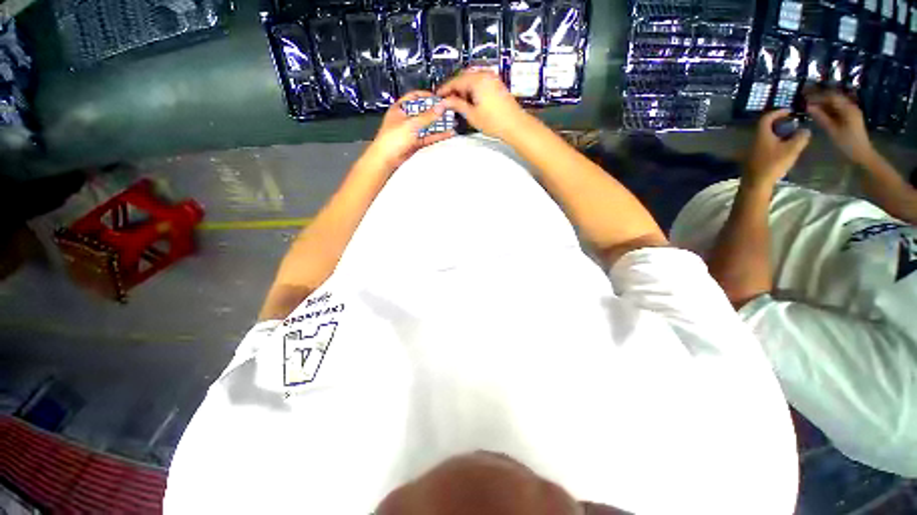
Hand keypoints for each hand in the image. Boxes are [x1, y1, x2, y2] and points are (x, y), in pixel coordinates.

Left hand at [365, 91, 454, 172]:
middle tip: (449, 111)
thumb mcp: (411, 124)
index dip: (427, 97)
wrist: (386, 159)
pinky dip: (438, 136)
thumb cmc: (392, 139)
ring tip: (452, 123)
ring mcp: (411, 131)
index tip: (440, 99)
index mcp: (400, 108)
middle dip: (436, 112)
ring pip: (428, 125)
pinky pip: (429, 137)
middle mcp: (406, 119)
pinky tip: (448, 134)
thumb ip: (427, 116)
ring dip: (439, 124)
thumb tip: (440, 107)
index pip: (415, 97)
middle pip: (424, 112)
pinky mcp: (416, 143)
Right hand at [436, 70, 528, 139]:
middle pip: (463, 78)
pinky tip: (470, 101)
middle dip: (454, 89)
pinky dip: (472, 90)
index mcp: (477, 79)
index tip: (438, 96)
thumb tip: (444, 102)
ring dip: (463, 89)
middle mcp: (485, 74)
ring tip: (457, 103)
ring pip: (471, 80)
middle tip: (446, 101)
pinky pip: (480, 82)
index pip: (455, 81)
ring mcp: (492, 78)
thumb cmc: (494, 121)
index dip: (445, 89)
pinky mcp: (496, 84)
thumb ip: (456, 105)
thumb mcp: (471, 114)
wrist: (515, 125)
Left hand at [744, 109, 810, 186]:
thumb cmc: (773, 164)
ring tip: (790, 136)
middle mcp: (754, 140)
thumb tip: (805, 130)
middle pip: (765, 127)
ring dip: (777, 134)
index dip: (777, 112)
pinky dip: (773, 143)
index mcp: (761, 135)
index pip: (767, 118)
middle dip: (779, 123)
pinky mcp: (753, 159)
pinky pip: (764, 146)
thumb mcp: (792, 149)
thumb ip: (800, 137)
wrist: (756, 183)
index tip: (789, 111)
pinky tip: (783, 148)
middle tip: (791, 124)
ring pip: (765, 137)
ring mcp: (752, 150)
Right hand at [806, 89, 874, 163]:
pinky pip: (838, 109)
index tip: (805, 96)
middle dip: (820, 98)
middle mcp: (850, 107)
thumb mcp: (833, 130)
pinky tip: (820, 113)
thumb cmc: (847, 143)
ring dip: (824, 104)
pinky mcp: (850, 118)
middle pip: (834, 98)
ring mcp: (851, 112)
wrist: (862, 154)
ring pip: (835, 104)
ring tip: (811, 107)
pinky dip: (828, 109)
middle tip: (806, 101)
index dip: (818, 95)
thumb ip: (821, 117)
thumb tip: (809, 107)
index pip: (831, 96)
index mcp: (847, 108)